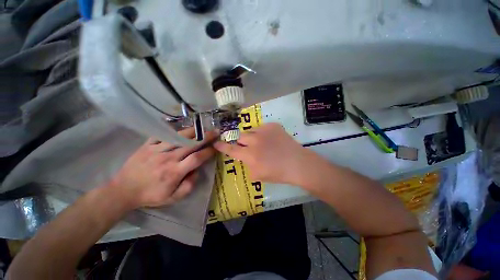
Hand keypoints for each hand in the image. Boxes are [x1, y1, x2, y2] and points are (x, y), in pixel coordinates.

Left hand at [109, 128, 215, 208]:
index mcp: (174, 172)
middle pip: (190, 144)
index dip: (208, 151)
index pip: (196, 158)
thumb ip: (189, 186)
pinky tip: (181, 129)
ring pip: (178, 137)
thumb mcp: (172, 198)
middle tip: (215, 132)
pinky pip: (162, 134)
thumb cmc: (150, 195)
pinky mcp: (147, 145)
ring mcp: (156, 150)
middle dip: (206, 137)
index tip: (216, 147)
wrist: (123, 190)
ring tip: (202, 128)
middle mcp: (168, 158)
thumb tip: (197, 171)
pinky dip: (172, 130)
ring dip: (193, 131)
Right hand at [214, 123, 319, 184]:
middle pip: (240, 136)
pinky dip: (263, 134)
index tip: (216, 142)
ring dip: (252, 137)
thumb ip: (248, 165)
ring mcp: (264, 131)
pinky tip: (271, 140)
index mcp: (250, 155)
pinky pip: (262, 128)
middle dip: (241, 142)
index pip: (231, 149)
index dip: (222, 146)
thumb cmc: (278, 173)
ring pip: (250, 131)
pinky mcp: (273, 126)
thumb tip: (245, 158)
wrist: (297, 163)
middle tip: (248, 146)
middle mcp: (254, 141)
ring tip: (262, 143)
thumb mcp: (258, 175)